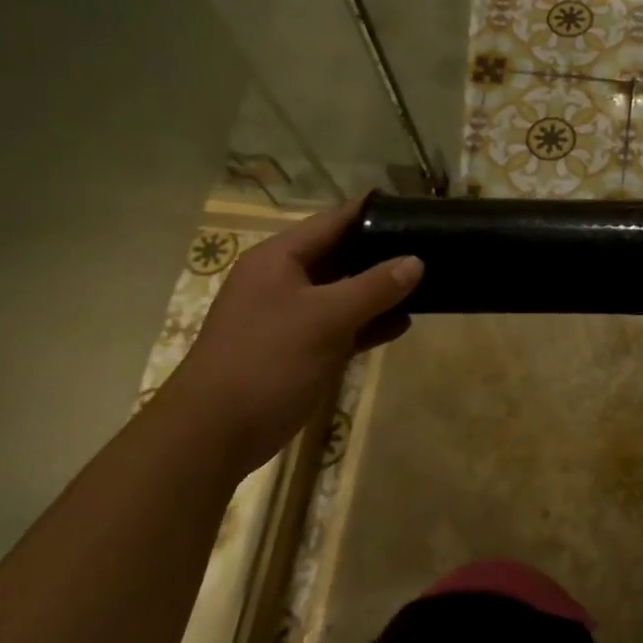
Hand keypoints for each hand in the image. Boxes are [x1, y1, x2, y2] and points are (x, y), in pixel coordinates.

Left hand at [157, 198, 420, 477]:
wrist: (213, 435)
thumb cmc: (267, 361)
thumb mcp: (325, 318)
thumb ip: (374, 287)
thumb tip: (416, 261)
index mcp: (279, 259)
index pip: (333, 221)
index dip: (372, 212)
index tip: (413, 207)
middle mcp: (284, 280)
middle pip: (340, 255)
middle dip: (382, 253)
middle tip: (429, 246)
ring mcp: (291, 316)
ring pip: (344, 292)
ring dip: (379, 291)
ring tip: (427, 282)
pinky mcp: (300, 349)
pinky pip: (341, 325)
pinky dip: (368, 323)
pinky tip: (403, 324)